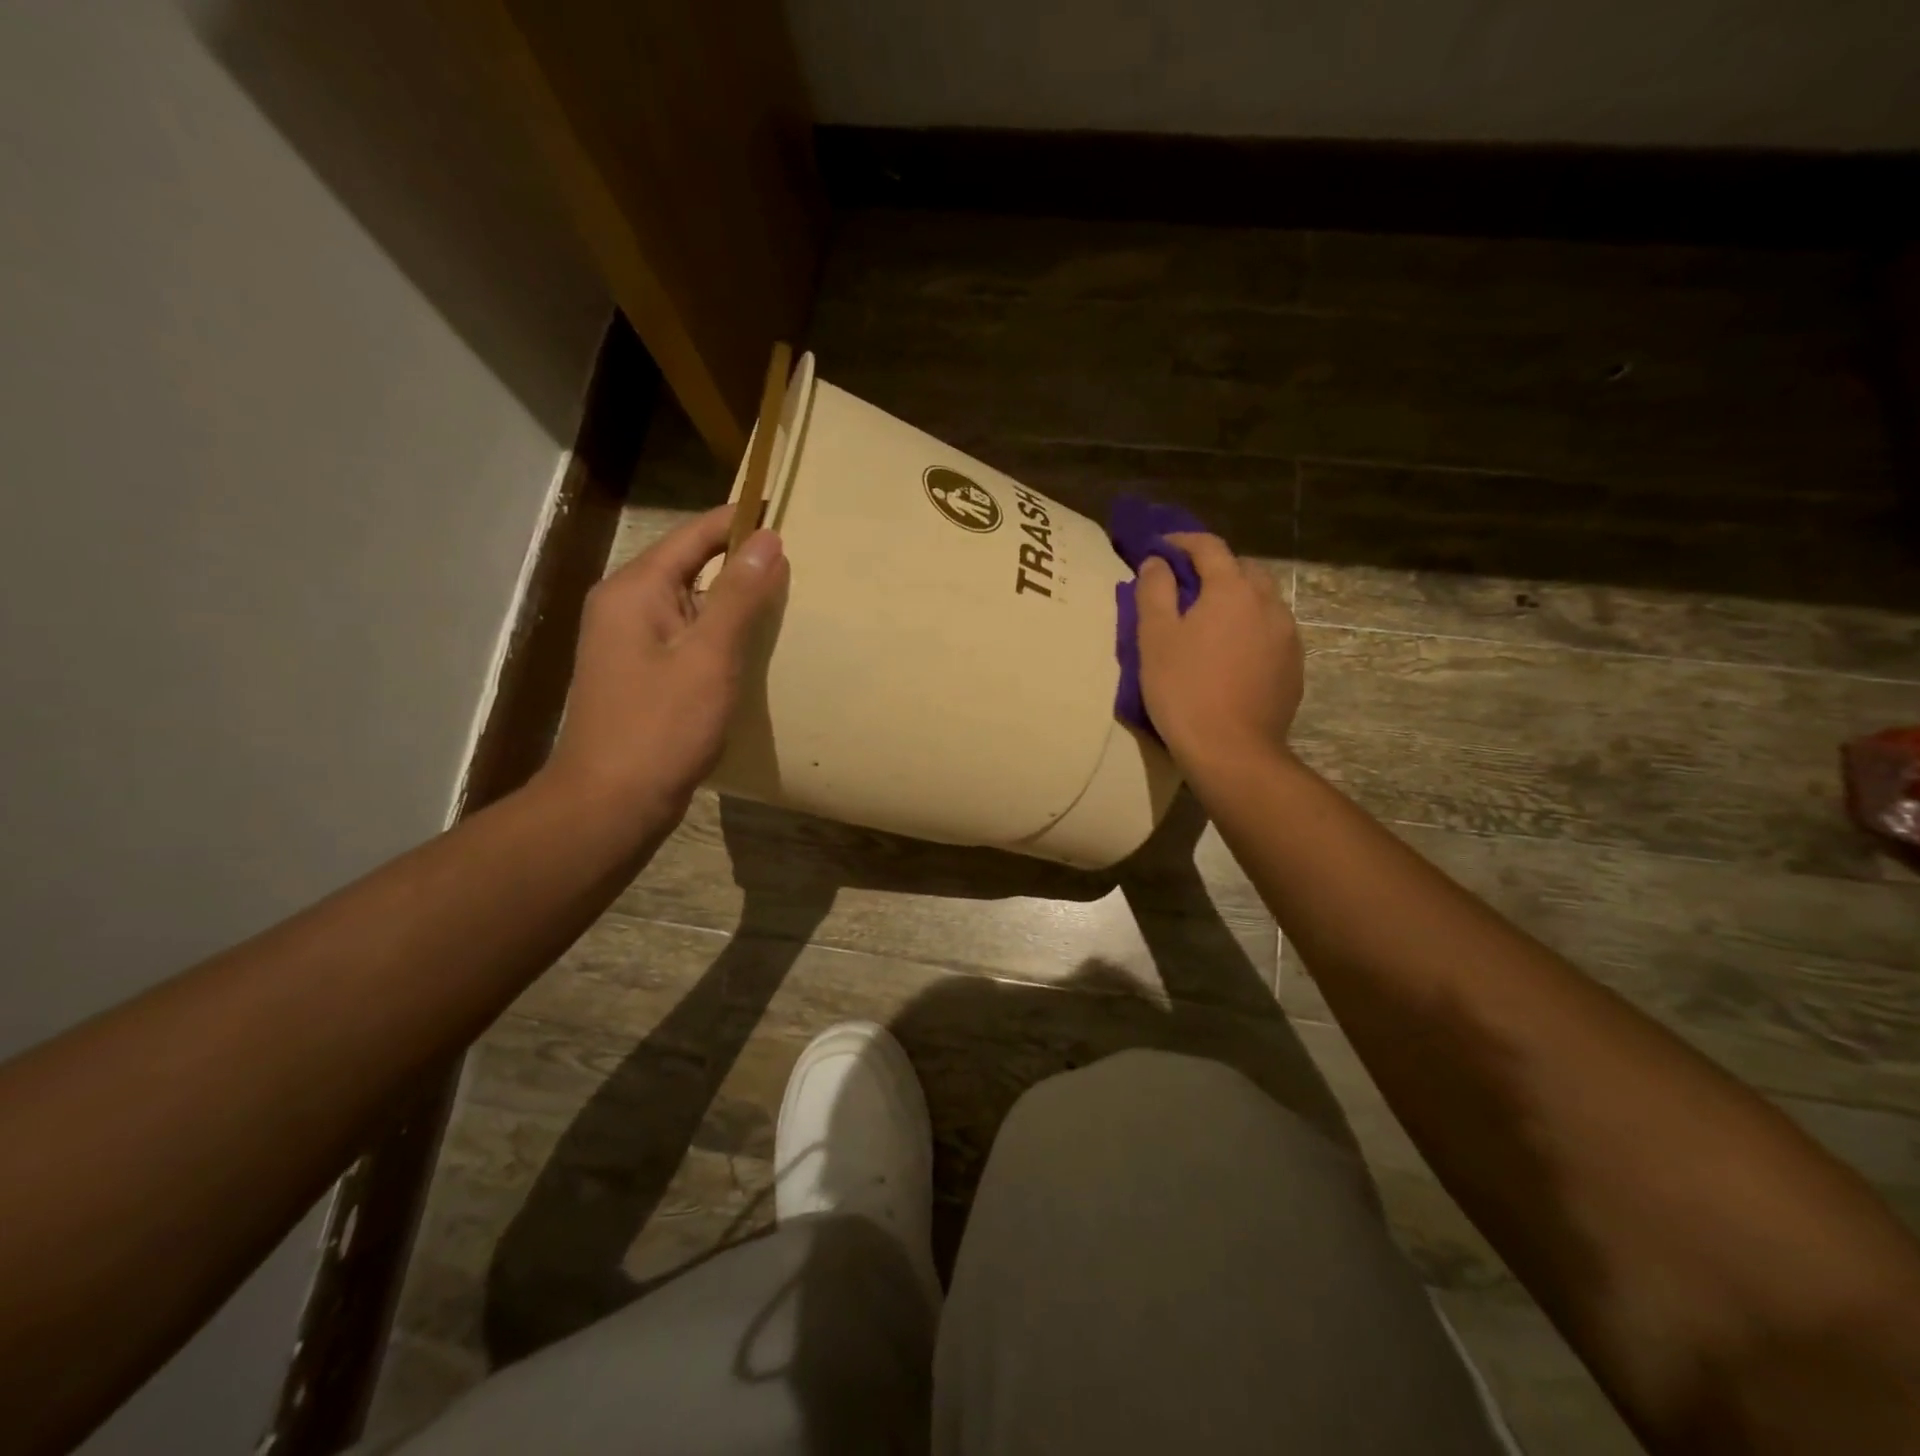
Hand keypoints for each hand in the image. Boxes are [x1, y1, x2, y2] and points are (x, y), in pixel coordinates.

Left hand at [544, 505, 787, 823]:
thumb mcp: (709, 657)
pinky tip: (752, 648)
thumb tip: (768, 538)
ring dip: (734, 602)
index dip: (740, 522)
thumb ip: (740, 595)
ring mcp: (631, 642)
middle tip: (800, 564)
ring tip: (787, 601)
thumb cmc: (661, 727)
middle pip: (691, 565)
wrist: (611, 803)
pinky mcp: (642, 674)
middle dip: (742, 563)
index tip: (789, 515)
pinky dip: (720, 634)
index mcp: (636, 589)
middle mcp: (626, 605)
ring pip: (692, 604)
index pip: (695, 535)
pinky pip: (687, 636)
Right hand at [1137, 533, 1301, 772]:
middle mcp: (1268, 603)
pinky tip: (1233, 654)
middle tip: (1187, 587)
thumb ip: (1154, 590)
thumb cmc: (1184, 689)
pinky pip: (1272, 632)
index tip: (1160, 547)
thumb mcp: (1155, 637)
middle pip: (1243, 569)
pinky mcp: (1294, 666)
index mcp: (1232, 589)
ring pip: (1263, 600)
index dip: (1182, 541)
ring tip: (1212, 622)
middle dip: (1215, 569)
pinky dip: (1252, 628)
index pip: (1209, 547)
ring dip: (1237, 599)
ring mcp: (1288, 636)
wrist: (1232, 750)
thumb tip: (1156, 562)